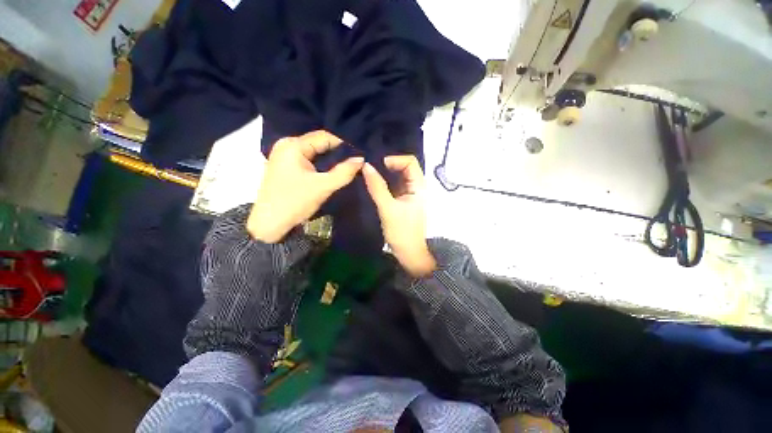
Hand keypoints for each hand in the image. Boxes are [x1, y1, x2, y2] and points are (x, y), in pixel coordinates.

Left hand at [247, 130, 363, 242]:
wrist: (270, 224)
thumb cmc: (295, 202)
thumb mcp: (323, 187)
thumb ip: (344, 172)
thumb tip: (361, 159)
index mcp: (293, 145)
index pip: (325, 136)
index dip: (345, 143)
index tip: (361, 151)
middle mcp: (287, 145)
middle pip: (319, 142)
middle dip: (339, 151)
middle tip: (357, 158)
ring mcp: (285, 155)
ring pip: (315, 151)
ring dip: (331, 158)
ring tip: (349, 163)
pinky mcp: (286, 166)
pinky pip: (309, 159)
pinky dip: (322, 163)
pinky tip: (333, 169)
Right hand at [362, 155, 436, 276]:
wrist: (408, 253)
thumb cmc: (402, 232)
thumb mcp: (388, 208)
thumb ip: (377, 187)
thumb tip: (366, 166)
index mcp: (419, 187)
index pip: (410, 162)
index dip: (394, 159)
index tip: (377, 165)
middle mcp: (416, 187)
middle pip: (404, 167)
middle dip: (387, 165)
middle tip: (369, 167)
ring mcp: (409, 194)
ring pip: (397, 176)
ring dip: (384, 173)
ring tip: (368, 173)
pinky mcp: (402, 200)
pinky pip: (393, 186)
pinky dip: (384, 182)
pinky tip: (372, 183)